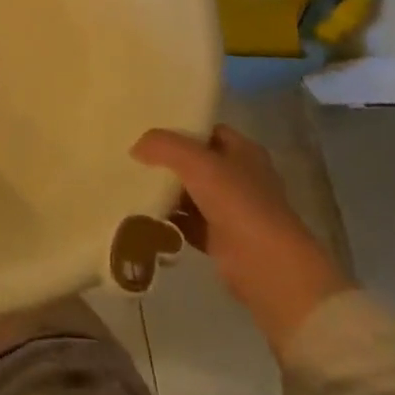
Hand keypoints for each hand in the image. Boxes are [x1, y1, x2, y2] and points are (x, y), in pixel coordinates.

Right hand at [132, 123, 350, 352]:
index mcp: (243, 152)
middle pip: (195, 162)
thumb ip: (163, 146)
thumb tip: (137, 147)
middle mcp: (239, 177)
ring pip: (189, 193)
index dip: (180, 127)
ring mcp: (230, 210)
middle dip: (166, 160)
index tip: (146, 128)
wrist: (266, 266)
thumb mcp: (196, 162)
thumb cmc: (238, 203)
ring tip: (128, 182)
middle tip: (131, 155)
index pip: (207, 131)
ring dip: (164, 191)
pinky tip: (141, 213)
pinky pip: (185, 223)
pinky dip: (167, 220)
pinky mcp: (218, 238)